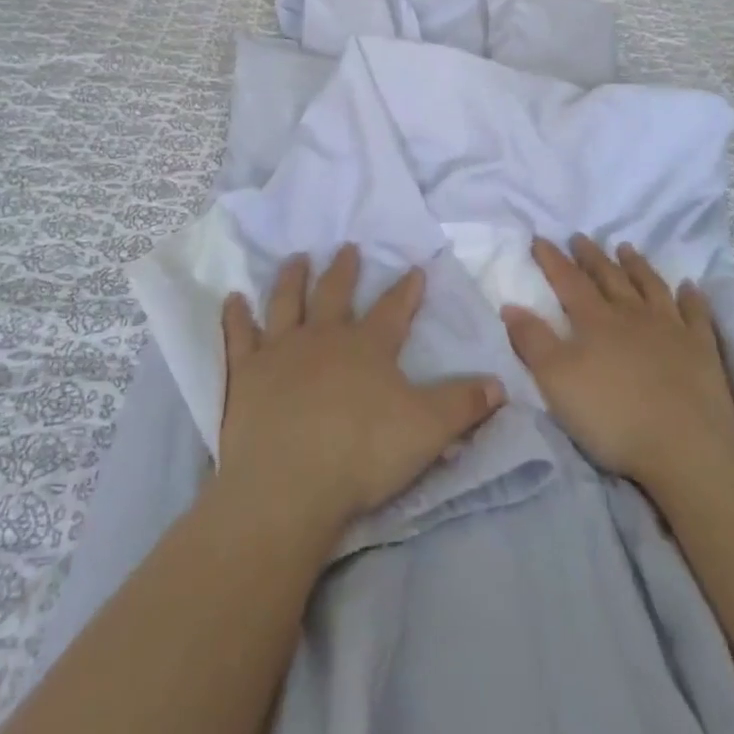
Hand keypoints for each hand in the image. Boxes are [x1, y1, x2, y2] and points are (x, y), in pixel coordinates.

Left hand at [217, 245, 505, 535]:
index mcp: (368, 347)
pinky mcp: (245, 374)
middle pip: (335, 293)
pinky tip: (232, 299)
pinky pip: (238, 336)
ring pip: (287, 302)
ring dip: (292, 278)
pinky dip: (235, 316)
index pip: (394, 309)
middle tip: (348, 248)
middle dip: (345, 270)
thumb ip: (464, 404)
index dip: (407, 289)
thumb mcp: (429, 430)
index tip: (415, 267)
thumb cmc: (363, 453)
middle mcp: (324, 337)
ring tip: (298, 258)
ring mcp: (280, 351)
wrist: (289, 485)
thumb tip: (501, 384)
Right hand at [504, 236, 733, 496]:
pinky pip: (696, 314)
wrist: (684, 448)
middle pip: (609, 277)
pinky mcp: (702, 350)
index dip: (552, 259)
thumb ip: (533, 341)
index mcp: (595, 321)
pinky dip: (691, 297)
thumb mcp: (556, 381)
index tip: (540, 239)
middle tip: (580, 237)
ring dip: (637, 266)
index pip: (569, 281)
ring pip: (651, 287)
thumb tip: (510, 305)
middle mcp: (633, 315)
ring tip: (626, 248)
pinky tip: (689, 286)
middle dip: (591, 257)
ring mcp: (672, 329)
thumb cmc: (612, 416)